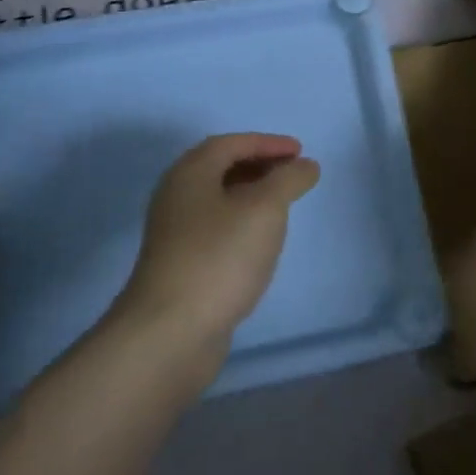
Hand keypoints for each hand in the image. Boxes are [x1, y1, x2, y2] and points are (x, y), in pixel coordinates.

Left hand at [114, 133, 320, 380]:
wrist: (170, 331)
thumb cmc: (220, 257)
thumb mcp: (265, 209)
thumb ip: (289, 179)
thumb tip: (305, 166)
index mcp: (190, 174)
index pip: (230, 144)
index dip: (267, 142)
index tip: (300, 151)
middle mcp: (176, 198)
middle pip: (219, 168)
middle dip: (259, 165)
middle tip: (293, 173)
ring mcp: (175, 234)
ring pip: (218, 200)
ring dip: (251, 194)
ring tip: (283, 204)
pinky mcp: (180, 265)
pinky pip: (216, 228)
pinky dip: (242, 222)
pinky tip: (261, 241)